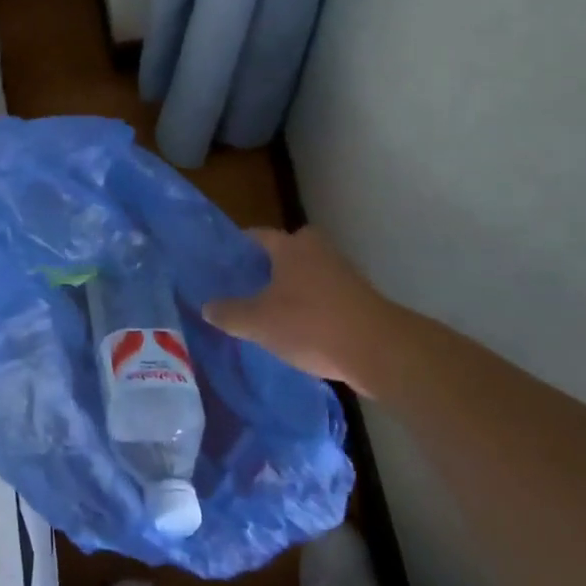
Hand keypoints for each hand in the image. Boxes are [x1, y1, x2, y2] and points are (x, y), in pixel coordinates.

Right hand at [204, 227, 388, 389]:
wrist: (378, 350)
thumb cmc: (311, 325)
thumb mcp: (259, 322)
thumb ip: (230, 313)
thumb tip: (207, 307)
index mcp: (290, 245)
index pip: (257, 235)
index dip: (238, 247)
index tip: (223, 263)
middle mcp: (316, 249)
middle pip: (285, 251)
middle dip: (267, 266)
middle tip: (246, 286)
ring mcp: (342, 271)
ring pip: (306, 272)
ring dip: (291, 287)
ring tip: (269, 310)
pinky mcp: (359, 297)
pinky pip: (324, 293)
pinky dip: (311, 305)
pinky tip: (299, 328)